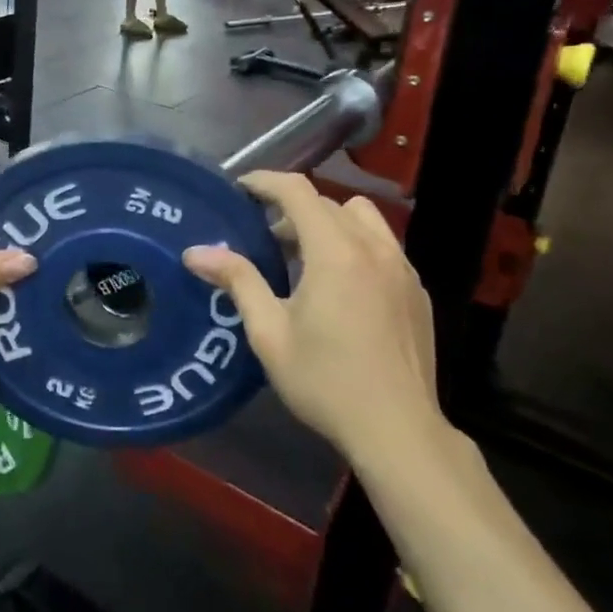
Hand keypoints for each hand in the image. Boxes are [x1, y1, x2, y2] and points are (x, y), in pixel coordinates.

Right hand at [182, 172, 446, 463]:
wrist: (397, 429)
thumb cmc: (325, 381)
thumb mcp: (270, 333)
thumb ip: (237, 281)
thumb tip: (195, 252)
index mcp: (335, 252)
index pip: (298, 191)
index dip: (265, 181)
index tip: (240, 188)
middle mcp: (373, 247)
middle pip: (328, 203)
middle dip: (292, 208)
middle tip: (264, 236)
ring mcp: (401, 267)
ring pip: (362, 218)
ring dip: (329, 221)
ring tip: (306, 256)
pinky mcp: (417, 289)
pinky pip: (382, 245)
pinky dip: (355, 244)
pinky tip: (341, 285)